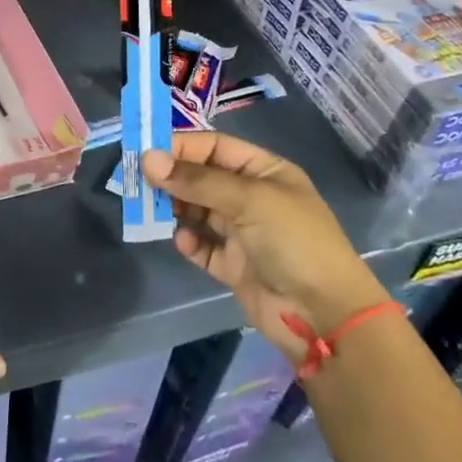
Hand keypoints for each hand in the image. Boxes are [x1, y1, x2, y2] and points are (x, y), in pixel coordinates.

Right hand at [144, 132, 389, 360]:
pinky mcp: (233, 265)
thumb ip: (197, 180)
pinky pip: (202, 246)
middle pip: (201, 178)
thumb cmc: (294, 241)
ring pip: (197, 211)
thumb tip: (147, 159)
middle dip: (171, 179)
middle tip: (138, 183)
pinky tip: (184, 242)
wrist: (324, 315)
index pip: (214, 147)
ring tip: (151, 212)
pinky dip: (189, 242)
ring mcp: (242, 232)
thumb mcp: (248, 200)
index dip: (181, 147)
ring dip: (174, 209)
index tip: (144, 152)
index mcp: (264, 172)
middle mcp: (251, 197)